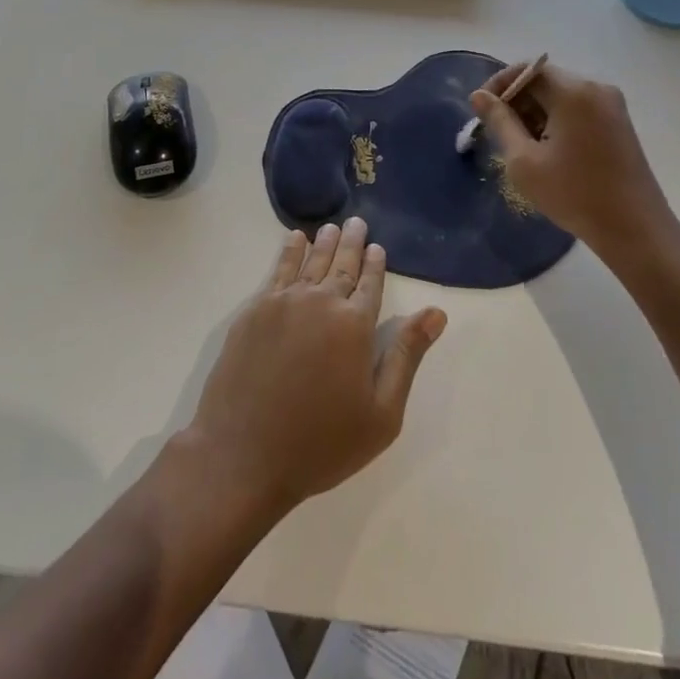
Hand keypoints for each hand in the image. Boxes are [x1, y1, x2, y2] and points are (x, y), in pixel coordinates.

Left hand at [183, 218, 446, 518]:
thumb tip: (436, 313)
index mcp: (356, 325)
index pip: (371, 284)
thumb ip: (407, 356)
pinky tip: (294, 240)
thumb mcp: (380, 414)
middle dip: (352, 243)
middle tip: (357, 222)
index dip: (375, 264)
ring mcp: (284, 302)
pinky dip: (289, 251)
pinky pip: (278, 270)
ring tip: (332, 227)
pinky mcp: (254, 310)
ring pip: (311, 261)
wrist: (243, 456)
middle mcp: (322, 302)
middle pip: (342, 264)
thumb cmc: (320, 444)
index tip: (378, 247)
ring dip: (324, 242)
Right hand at [471, 63, 679, 267]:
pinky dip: (558, 120)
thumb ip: (499, 122)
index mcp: (574, 92)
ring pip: (561, 95)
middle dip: (518, 101)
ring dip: (537, 112)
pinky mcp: (619, 122)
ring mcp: (612, 104)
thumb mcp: (524, 161)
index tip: (482, 111)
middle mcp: (596, 88)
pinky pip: (579, 108)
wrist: (635, 229)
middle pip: (545, 80)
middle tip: (499, 133)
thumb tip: (479, 96)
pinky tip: (549, 151)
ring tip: (523, 146)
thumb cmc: (574, 195)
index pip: (527, 70)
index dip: (499, 85)